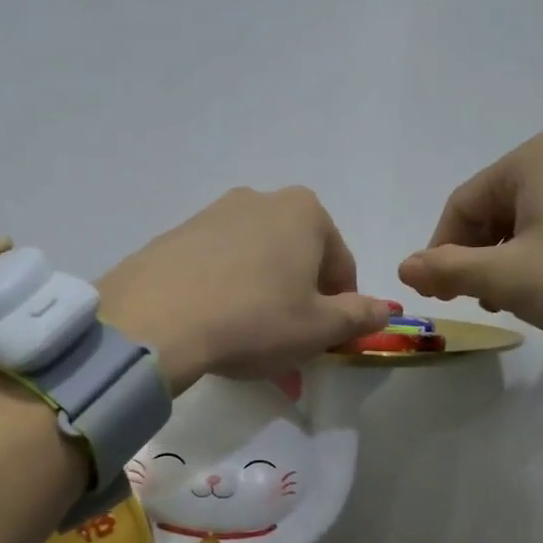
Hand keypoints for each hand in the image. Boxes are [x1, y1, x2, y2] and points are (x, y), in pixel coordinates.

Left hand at [99, 187, 391, 392]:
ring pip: (252, 262)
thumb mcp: (318, 328)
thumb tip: (385, 310)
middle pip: (295, 258)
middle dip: (297, 299)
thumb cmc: (254, 320)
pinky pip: (213, 267)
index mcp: (304, 212)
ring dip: (259, 297)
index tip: (326, 340)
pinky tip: (210, 325)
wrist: (157, 319)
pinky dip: (221, 292)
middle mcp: (258, 200)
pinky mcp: (173, 236)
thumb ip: (358, 317)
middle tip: (286, 342)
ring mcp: (210, 214)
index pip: (340, 264)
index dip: (340, 307)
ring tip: (245, 340)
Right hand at [399, 129, 542, 367]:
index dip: (442, 253)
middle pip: (497, 209)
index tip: (446, 296)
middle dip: (480, 258)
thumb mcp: (507, 278)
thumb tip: (404, 267)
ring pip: (534, 220)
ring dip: (514, 261)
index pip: (460, 205)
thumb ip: (447, 270)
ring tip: (525, 300)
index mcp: (532, 158)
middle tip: (486, 302)